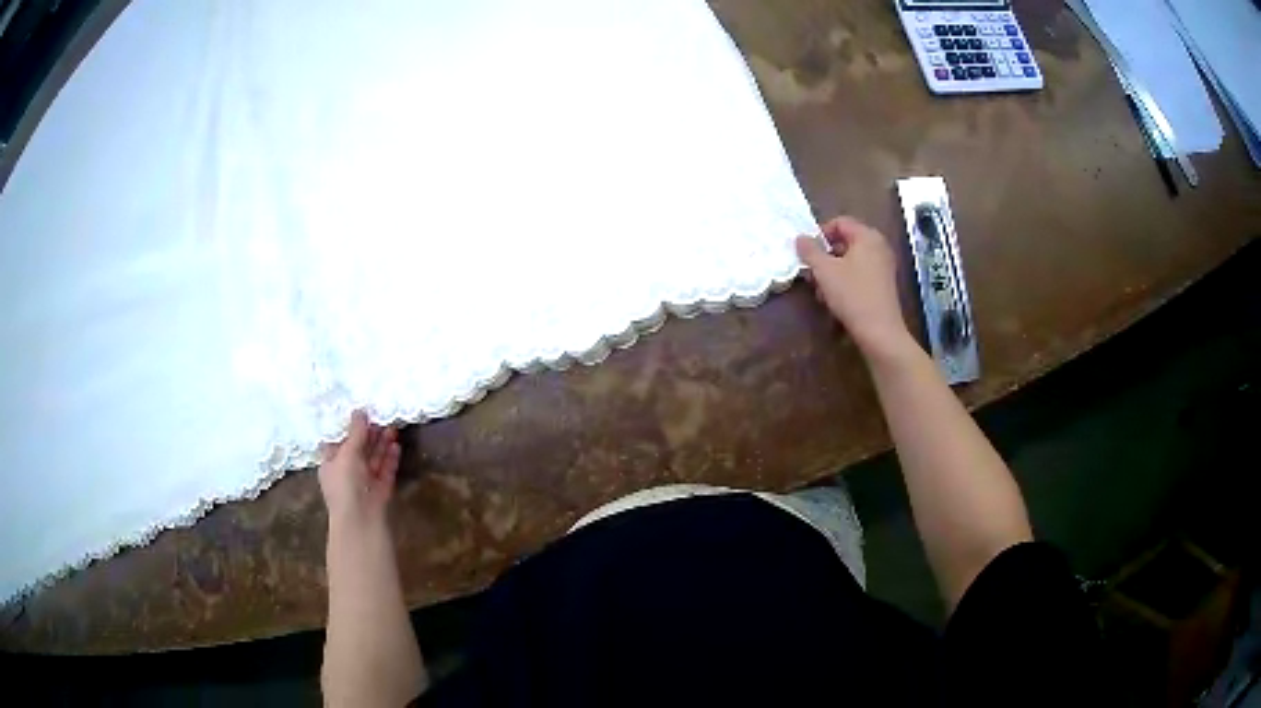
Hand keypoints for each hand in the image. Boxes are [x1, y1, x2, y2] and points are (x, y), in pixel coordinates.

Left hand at [318, 410, 401, 526]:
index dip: (349, 429)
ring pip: (373, 459)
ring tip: (393, 429)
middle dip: (370, 435)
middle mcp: (347, 472)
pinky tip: (396, 447)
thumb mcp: (347, 453)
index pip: (339, 443)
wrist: (360, 520)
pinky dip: (390, 459)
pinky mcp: (380, 490)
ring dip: (382, 444)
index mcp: (332, 464)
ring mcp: (364, 482)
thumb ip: (356, 432)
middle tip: (382, 418)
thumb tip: (359, 411)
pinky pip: (385, 471)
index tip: (362, 415)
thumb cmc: (345, 484)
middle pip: (359, 449)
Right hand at [795, 216, 912, 359]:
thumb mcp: (824, 271)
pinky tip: (833, 297)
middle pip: (845, 241)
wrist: (879, 331)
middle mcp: (879, 246)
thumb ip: (809, 251)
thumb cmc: (852, 295)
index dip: (820, 233)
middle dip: (825, 255)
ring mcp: (883, 265)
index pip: (840, 222)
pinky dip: (845, 279)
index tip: (807, 252)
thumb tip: (800, 238)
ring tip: (819, 289)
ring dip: (832, 270)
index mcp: (867, 236)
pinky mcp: (883, 283)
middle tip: (811, 271)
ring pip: (851, 259)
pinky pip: (860, 272)